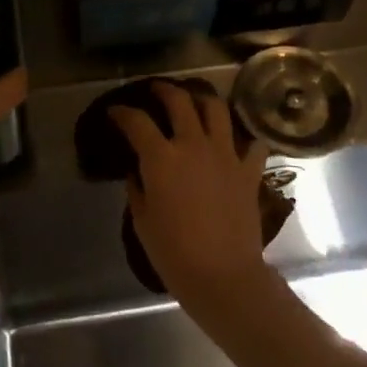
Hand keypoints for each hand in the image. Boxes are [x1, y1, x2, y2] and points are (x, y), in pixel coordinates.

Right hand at [109, 82, 270, 308]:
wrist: (223, 275)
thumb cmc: (174, 253)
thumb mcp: (142, 221)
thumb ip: (137, 189)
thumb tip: (136, 172)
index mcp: (162, 158)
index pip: (137, 122)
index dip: (122, 113)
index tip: (115, 112)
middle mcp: (194, 145)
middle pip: (180, 101)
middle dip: (164, 90)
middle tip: (156, 90)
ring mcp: (226, 155)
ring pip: (217, 110)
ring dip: (203, 100)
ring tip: (195, 101)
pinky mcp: (249, 171)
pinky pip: (252, 144)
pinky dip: (245, 139)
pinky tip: (237, 142)